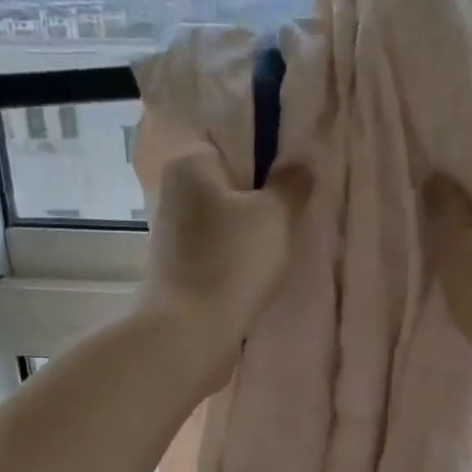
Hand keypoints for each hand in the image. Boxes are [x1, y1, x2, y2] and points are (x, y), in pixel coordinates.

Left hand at [138, 150, 312, 385]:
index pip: (235, 140)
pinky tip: (259, 269)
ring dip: (251, 229)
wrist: (189, 332)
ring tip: (283, 244)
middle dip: (262, 196)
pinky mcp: (176, 266)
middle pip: (230, 181)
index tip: (297, 178)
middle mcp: (174, 191)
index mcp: (191, 164)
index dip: (270, 155)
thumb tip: (299, 164)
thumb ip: (292, 183)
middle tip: (297, 212)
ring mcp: (172, 231)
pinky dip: (237, 254)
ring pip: (224, 218)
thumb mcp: (276, 215)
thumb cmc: (234, 262)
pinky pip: (216, 247)